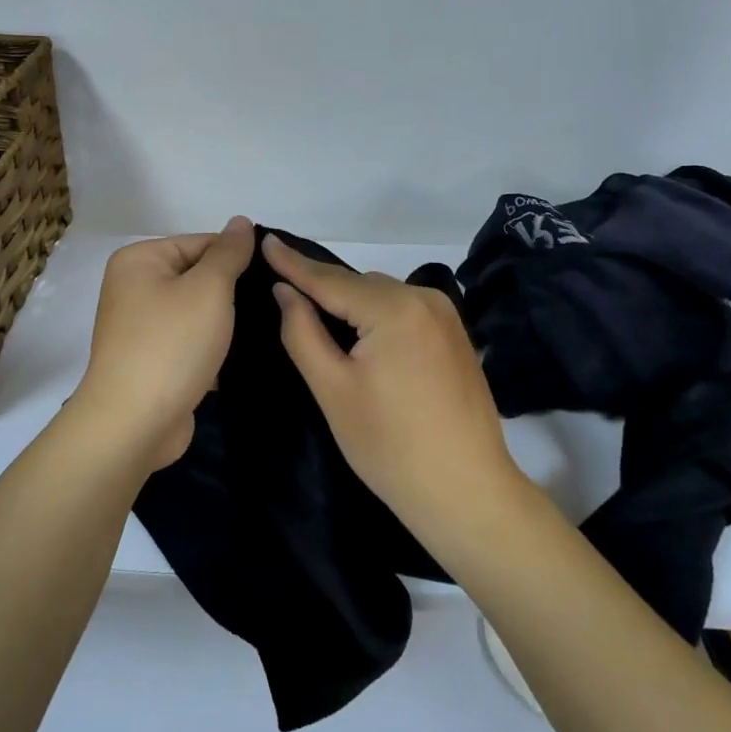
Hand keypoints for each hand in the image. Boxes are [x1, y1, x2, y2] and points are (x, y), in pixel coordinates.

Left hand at [73, 217, 256, 470]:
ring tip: (267, 329)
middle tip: (275, 304)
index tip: (274, 277)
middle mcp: (134, 287)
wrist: (134, 424)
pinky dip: (213, 348)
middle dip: (233, 292)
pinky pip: (190, 342)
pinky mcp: (152, 361)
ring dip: (226, 322)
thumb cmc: (171, 344)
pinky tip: (244, 356)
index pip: (201, 242)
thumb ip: (229, 252)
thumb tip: (241, 221)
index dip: (238, 258)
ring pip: (197, 312)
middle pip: (198, 276)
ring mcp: (141, 327)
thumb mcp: (208, 289)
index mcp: (139, 260)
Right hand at [264, 233, 525, 536]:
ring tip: (315, 316)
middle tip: (280, 288)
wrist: (466, 493)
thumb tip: (284, 290)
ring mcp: (445, 316)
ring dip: (349, 304)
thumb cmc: (390, 446)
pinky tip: (359, 337)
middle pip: (357, 285)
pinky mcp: (454, 335)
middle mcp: (424, 299)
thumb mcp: (333, 389)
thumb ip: (302, 332)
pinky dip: (375, 315)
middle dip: (320, 287)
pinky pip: (402, 311)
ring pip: (380, 297)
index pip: (329, 279)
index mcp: (394, 308)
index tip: (263, 238)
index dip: (292, 262)